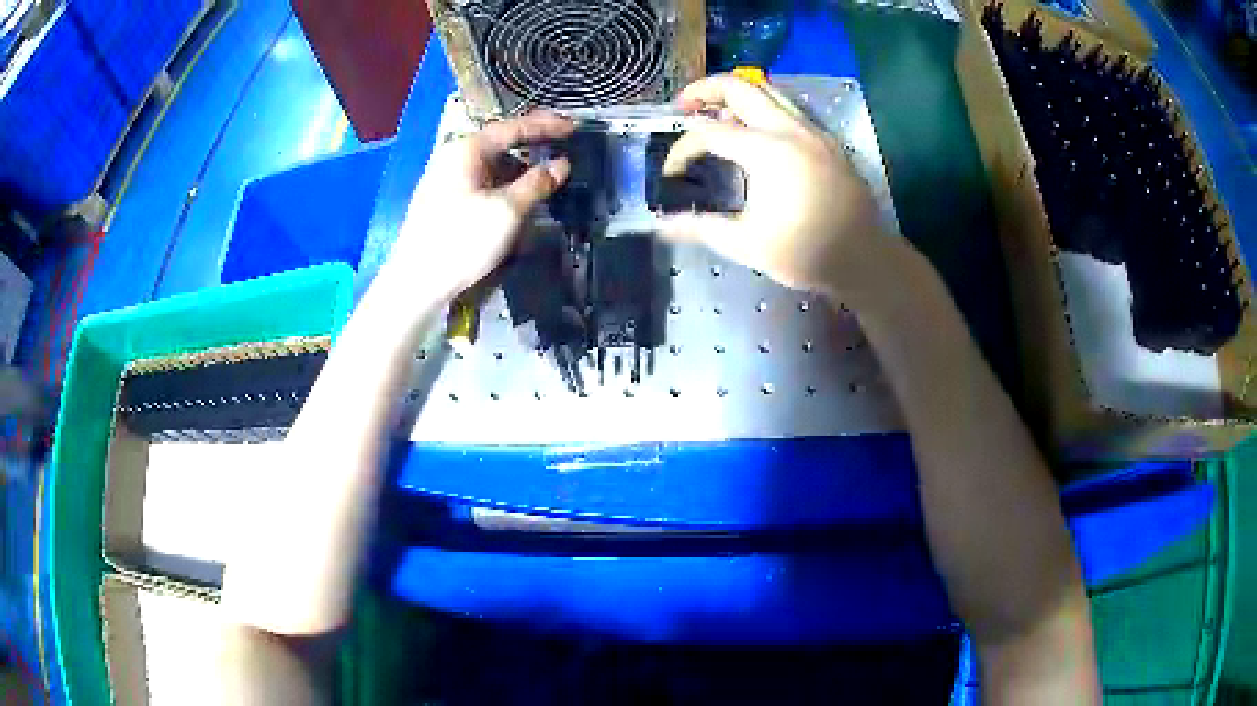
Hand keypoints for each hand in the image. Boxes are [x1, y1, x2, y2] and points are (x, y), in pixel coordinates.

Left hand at [384, 111, 574, 300]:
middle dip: (532, 146)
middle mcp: (455, 156)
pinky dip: (503, 185)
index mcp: (468, 149)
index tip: (574, 127)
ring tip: (545, 179)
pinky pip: (481, 182)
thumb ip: (537, 183)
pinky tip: (517, 198)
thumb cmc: (461, 241)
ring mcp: (446, 178)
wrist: (416, 282)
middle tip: (562, 147)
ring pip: (491, 165)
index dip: (547, 125)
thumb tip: (562, 164)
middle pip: (501, 143)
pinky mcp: (444, 200)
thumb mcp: (507, 211)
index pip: (514, 128)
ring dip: (519, 170)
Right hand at [660, 75, 888, 297]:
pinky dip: (763, 106)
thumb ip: (700, 227)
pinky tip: (756, 129)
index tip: (671, 171)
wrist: (864, 259)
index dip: (683, 149)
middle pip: (739, 87)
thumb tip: (661, 226)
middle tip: (684, 106)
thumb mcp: (747, 245)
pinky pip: (789, 107)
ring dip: (736, 93)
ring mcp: (812, 130)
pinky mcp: (827, 140)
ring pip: (768, 90)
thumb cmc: (806, 253)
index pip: (709, 133)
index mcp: (766, 151)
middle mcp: (789, 129)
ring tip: (716, 111)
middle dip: (704, 90)